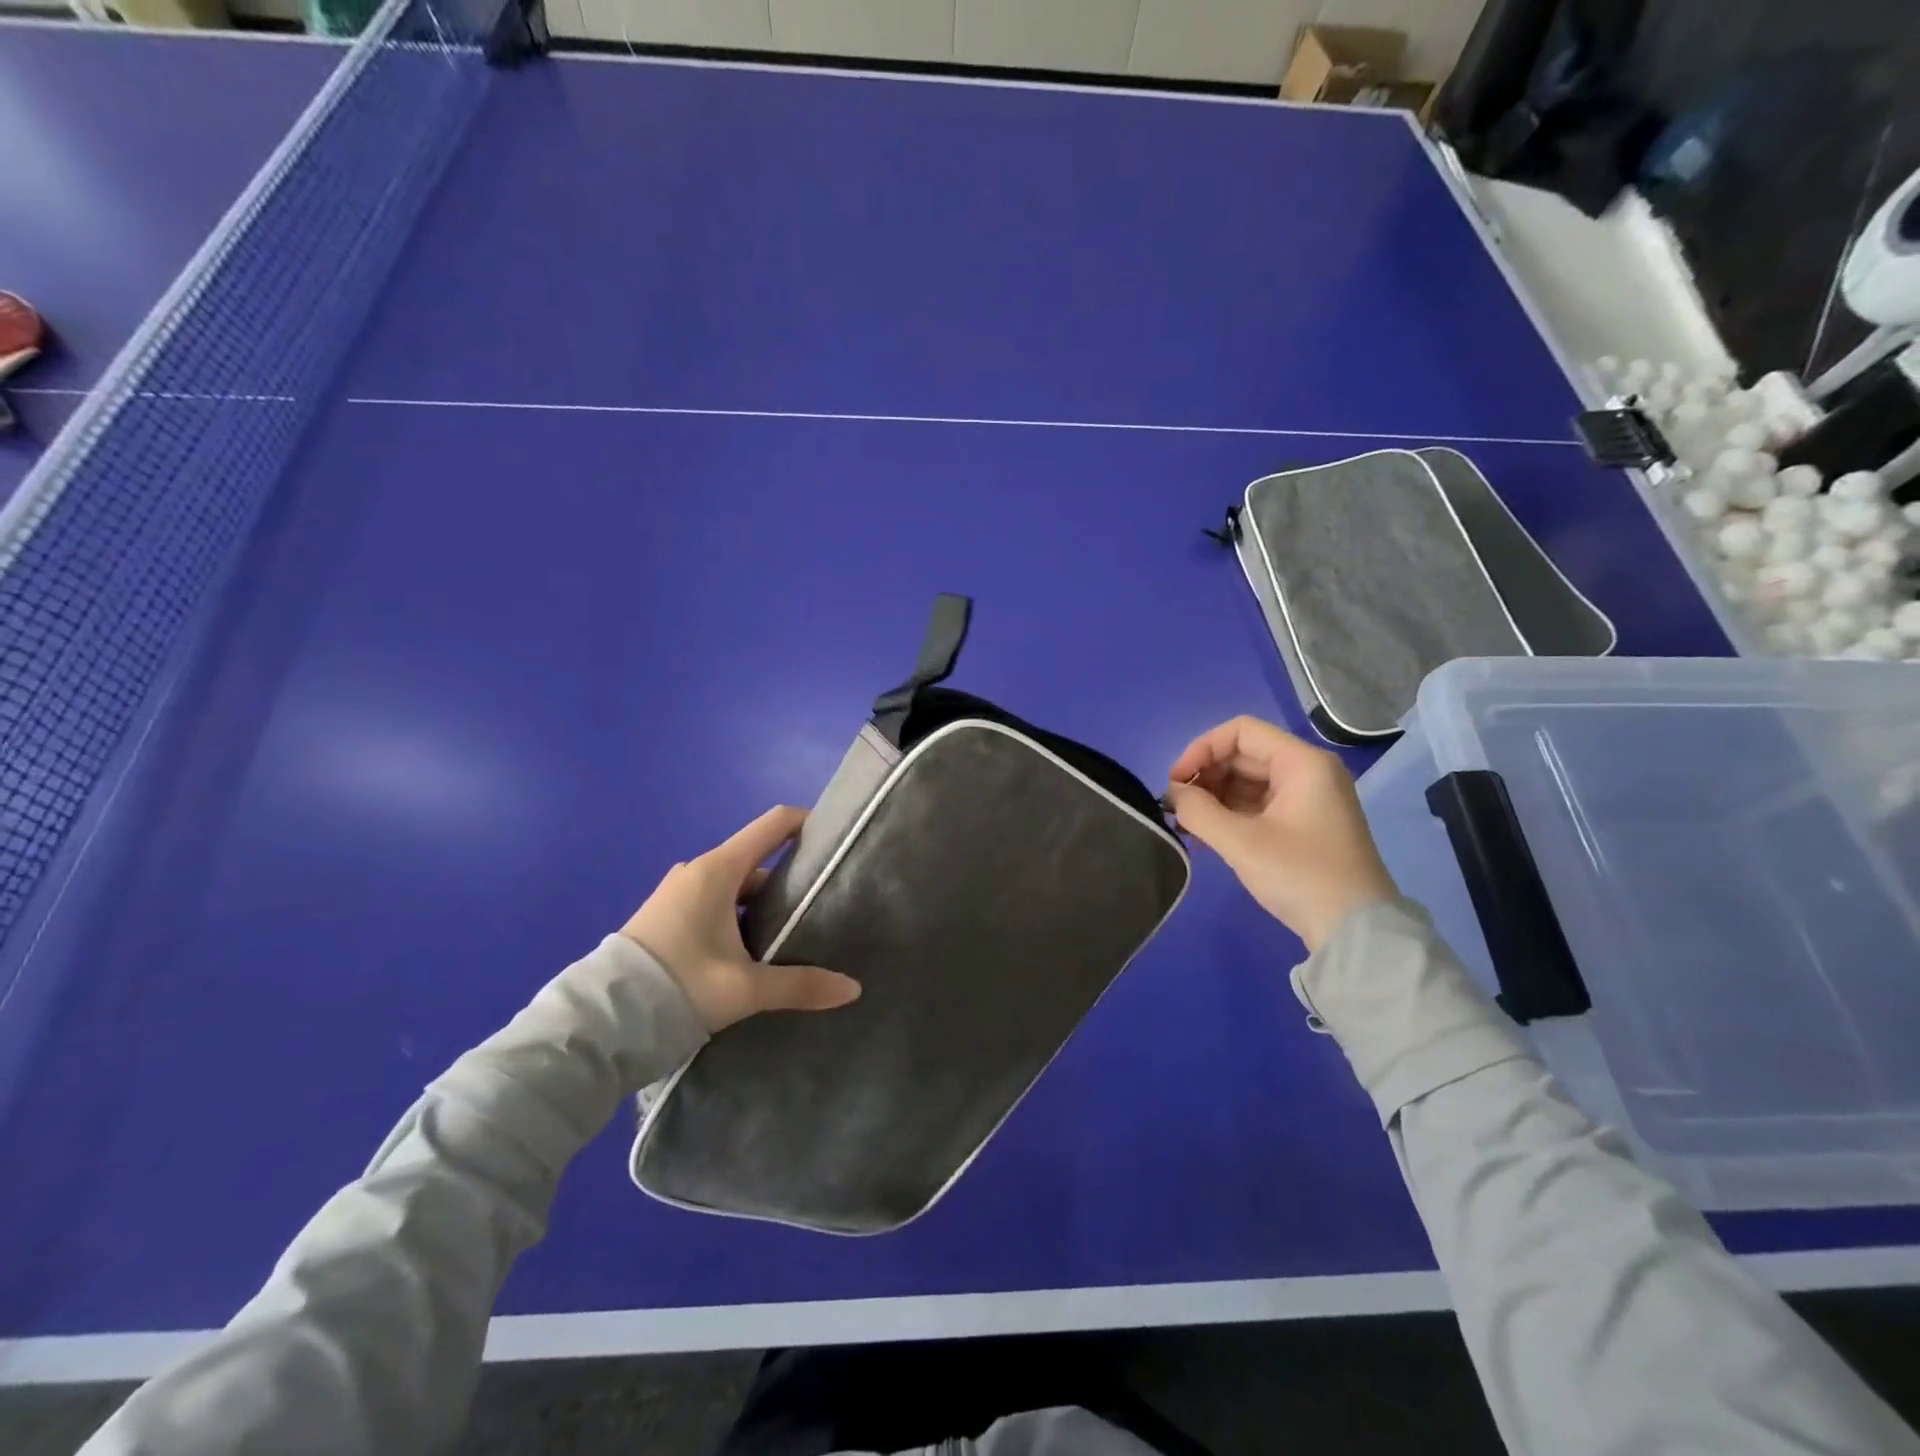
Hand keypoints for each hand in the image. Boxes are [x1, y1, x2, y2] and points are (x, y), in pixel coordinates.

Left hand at [621, 806, 860, 1032]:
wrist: (600, 1022)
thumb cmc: (679, 986)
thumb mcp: (745, 989)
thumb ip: (800, 986)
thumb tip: (852, 989)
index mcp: (718, 871)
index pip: (773, 825)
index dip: (806, 823)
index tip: (835, 839)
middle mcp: (697, 872)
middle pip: (757, 863)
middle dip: (789, 882)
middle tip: (820, 908)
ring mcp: (677, 894)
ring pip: (735, 888)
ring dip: (762, 907)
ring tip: (791, 936)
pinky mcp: (665, 916)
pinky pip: (713, 904)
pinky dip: (737, 918)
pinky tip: (750, 953)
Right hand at [1166, 717, 1396, 952]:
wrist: (1355, 931)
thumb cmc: (1300, 876)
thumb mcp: (1241, 842)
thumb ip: (1198, 811)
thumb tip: (1173, 794)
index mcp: (1302, 763)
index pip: (1241, 732)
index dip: (1201, 749)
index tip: (1176, 782)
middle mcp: (1308, 772)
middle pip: (1244, 755)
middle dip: (1205, 776)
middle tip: (1176, 807)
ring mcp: (1308, 798)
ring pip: (1248, 780)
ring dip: (1214, 796)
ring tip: (1187, 824)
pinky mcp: (1304, 823)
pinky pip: (1259, 803)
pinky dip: (1230, 813)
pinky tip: (1207, 834)